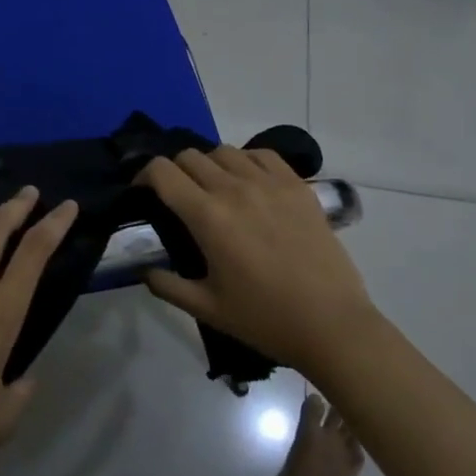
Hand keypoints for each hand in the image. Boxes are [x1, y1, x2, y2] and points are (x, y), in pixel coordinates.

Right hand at [141, 147, 374, 377]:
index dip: (145, 175)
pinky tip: (250, 182)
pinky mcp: (298, 186)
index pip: (162, 171)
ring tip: (215, 188)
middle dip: (175, 170)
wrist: (332, 325)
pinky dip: (247, 160)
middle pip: (190, 156)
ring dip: (210, 164)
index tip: (144, 192)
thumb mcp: (207, 309)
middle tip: (178, 196)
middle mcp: (234, 189)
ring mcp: (269, 183)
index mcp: (208, 216)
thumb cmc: (265, 319)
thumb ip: (168, 286)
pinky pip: (262, 154)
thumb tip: (145, 271)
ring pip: (224, 151)